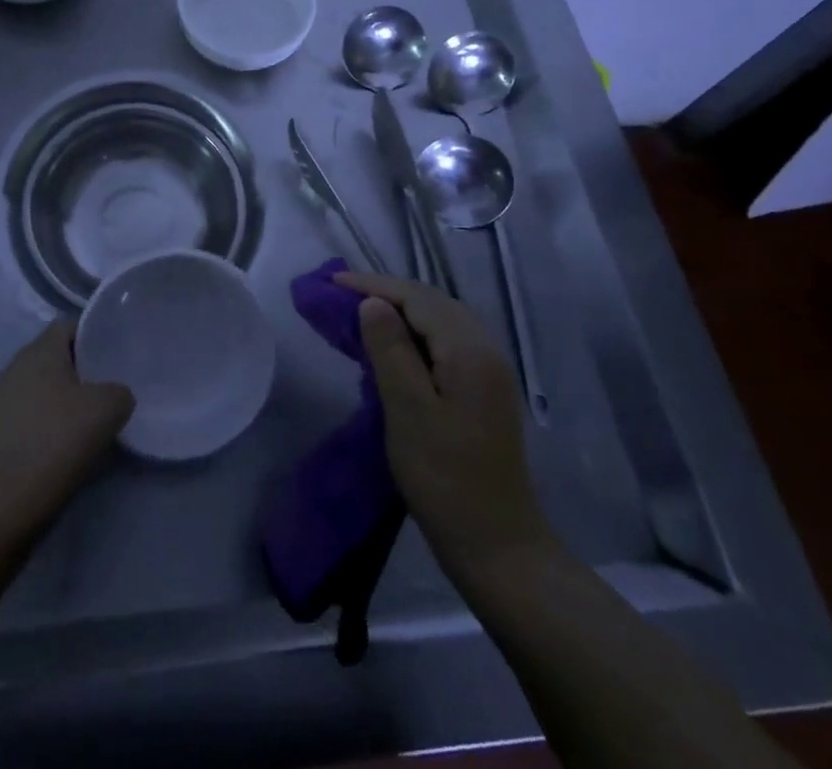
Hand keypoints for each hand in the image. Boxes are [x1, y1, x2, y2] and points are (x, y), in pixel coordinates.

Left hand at [0, 321, 133, 529]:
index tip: (115, 354)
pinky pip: (31, 413)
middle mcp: (17, 364)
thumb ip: (119, 391)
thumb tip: (116, 395)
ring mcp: (2, 397)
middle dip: (81, 369)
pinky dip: (48, 422)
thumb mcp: (108, 407)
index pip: (70, 325)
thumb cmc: (58, 438)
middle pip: (55, 356)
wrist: (6, 497)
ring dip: (64, 398)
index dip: (94, 335)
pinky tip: (64, 443)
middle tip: (108, 387)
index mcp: (41, 349)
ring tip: (89, 419)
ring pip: (42, 386)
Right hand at [338, 272, 555, 576]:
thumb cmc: (446, 479)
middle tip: (341, 296)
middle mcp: (486, 350)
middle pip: (432, 302)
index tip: (331, 282)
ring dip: (401, 311)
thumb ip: (391, 350)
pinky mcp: (485, 392)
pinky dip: (416, 333)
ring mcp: (490, 372)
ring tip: (362, 314)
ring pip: (440, 321)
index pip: (417, 298)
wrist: (500, 549)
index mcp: (470, 350)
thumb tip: (372, 303)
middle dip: (386, 293)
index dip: (374, 285)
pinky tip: (395, 347)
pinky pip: (447, 342)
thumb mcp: (408, 411)